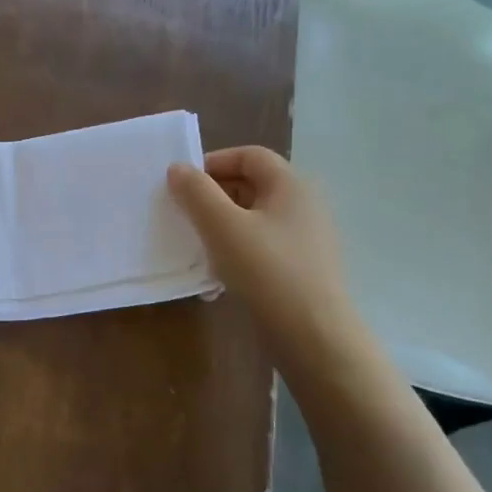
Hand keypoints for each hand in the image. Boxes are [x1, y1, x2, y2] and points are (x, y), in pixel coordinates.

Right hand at [167, 147, 368, 373]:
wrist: (314, 336)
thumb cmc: (267, 270)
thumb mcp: (222, 226)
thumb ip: (196, 193)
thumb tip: (178, 168)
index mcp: (291, 185)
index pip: (249, 155)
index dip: (213, 162)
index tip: (183, 185)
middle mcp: (304, 204)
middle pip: (252, 184)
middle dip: (214, 195)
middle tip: (184, 213)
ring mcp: (306, 237)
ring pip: (254, 217)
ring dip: (222, 224)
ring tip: (196, 244)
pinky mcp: (302, 266)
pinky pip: (262, 244)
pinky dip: (237, 248)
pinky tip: (218, 272)